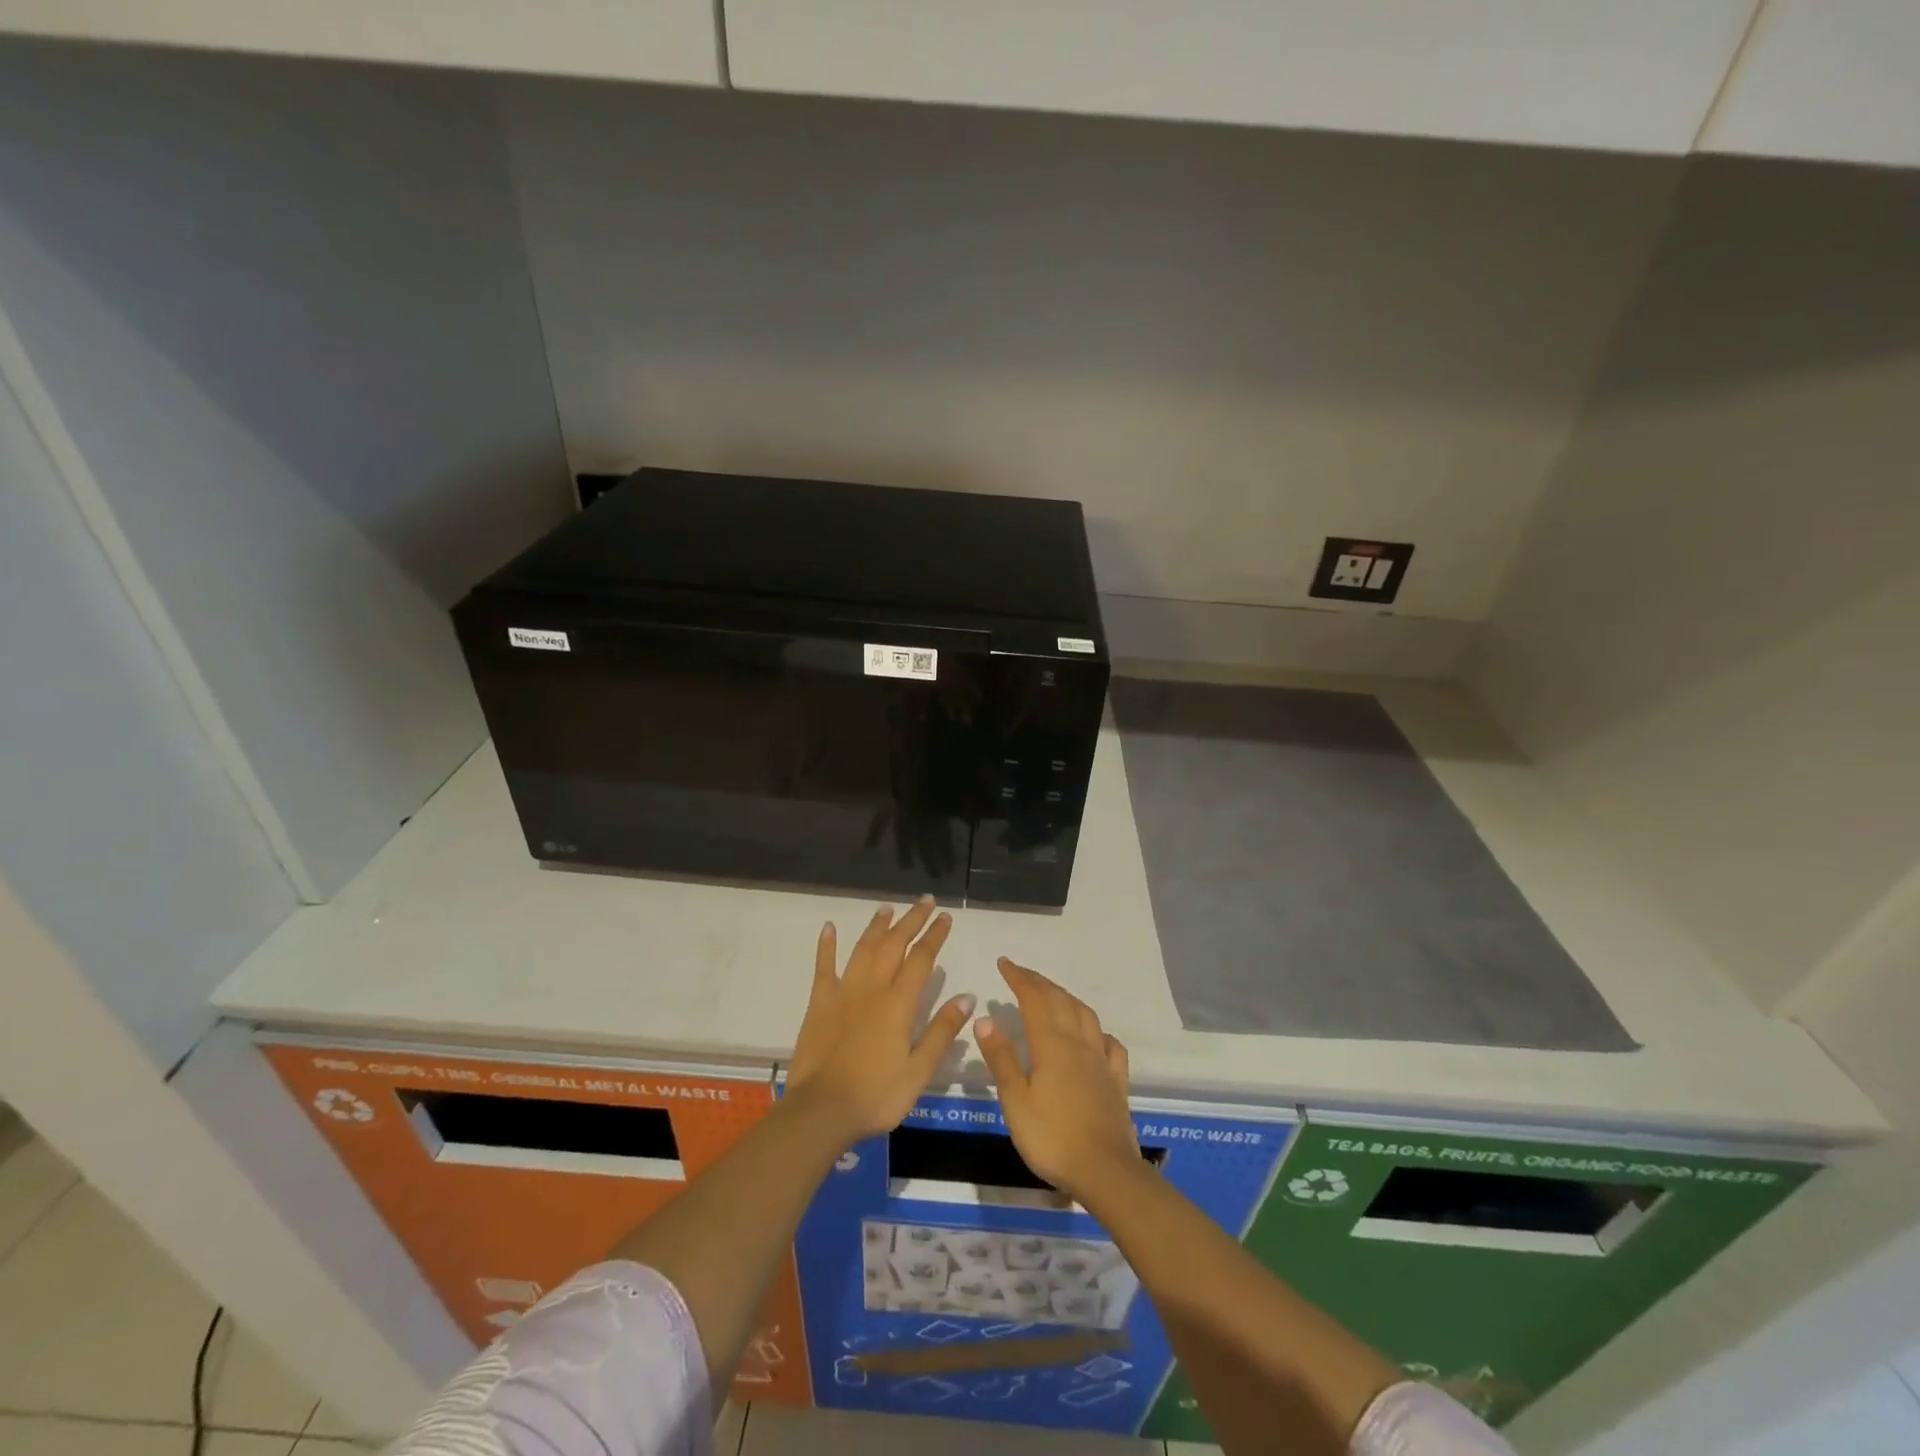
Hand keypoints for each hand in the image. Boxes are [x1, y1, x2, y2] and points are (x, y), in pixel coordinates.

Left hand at [786, 898, 974, 1146]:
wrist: (821, 1111)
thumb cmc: (876, 1096)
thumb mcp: (919, 1072)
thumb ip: (941, 1031)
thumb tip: (967, 996)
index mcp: (899, 1004)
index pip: (921, 959)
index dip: (934, 935)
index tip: (945, 917)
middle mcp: (872, 988)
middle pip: (894, 944)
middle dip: (911, 920)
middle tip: (926, 901)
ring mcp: (843, 992)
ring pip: (863, 948)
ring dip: (877, 926)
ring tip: (888, 908)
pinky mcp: (820, 1003)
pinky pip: (824, 967)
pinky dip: (826, 945)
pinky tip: (829, 927)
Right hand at [972, 958, 1141, 1202]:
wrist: (1106, 1171)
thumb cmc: (1052, 1138)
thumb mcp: (1015, 1101)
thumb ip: (1001, 1058)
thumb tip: (985, 1018)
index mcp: (1052, 1044)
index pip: (1034, 999)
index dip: (1019, 978)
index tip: (1004, 963)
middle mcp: (1079, 1043)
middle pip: (1060, 1000)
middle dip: (1039, 982)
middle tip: (1021, 973)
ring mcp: (1101, 1061)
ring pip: (1085, 1015)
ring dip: (1066, 997)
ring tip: (1052, 995)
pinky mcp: (1117, 1081)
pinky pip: (1110, 1045)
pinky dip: (1098, 1031)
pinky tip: (1094, 1036)